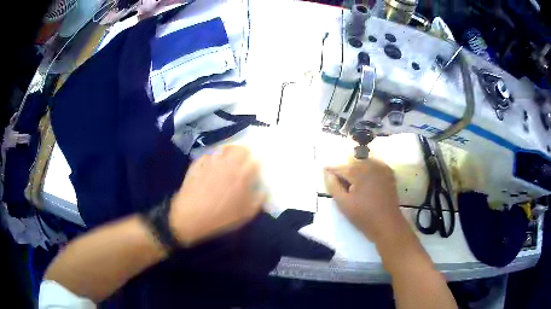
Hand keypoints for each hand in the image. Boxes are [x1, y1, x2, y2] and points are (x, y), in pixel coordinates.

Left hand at [169, 145, 265, 245]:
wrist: (191, 217)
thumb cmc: (221, 218)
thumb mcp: (246, 214)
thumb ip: (258, 200)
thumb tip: (264, 190)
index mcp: (242, 175)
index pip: (255, 160)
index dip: (258, 163)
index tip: (257, 168)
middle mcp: (228, 164)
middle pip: (240, 148)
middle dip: (245, 152)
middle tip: (245, 159)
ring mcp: (211, 162)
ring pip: (223, 149)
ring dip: (229, 152)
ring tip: (229, 159)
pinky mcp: (197, 164)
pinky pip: (208, 155)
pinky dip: (212, 157)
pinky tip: (212, 164)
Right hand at [324, 159, 405, 241]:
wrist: (387, 223)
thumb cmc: (363, 215)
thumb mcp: (343, 203)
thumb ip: (333, 186)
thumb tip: (327, 174)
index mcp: (358, 171)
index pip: (340, 168)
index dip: (331, 171)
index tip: (324, 171)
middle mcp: (370, 165)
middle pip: (352, 163)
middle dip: (345, 170)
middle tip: (339, 181)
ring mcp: (382, 168)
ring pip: (364, 163)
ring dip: (356, 169)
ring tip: (352, 181)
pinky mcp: (389, 174)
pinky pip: (375, 166)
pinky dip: (368, 169)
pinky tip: (366, 180)